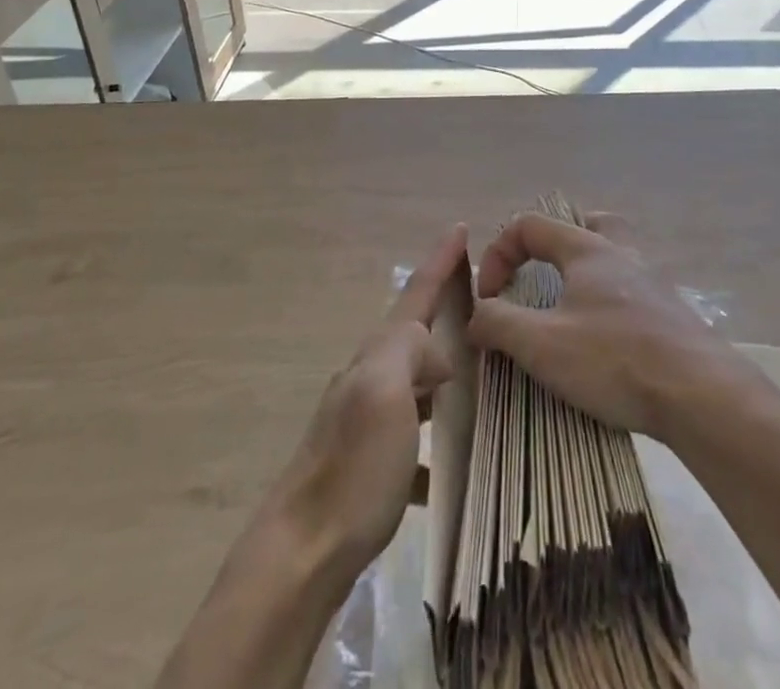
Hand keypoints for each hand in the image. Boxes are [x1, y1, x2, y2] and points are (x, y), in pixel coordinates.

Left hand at [264, 224, 467, 582]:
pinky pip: (410, 431)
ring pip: (412, 378)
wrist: (300, 553)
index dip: (440, 260)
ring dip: (440, 366)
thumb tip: (436, 354)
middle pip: (412, 331)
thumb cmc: (352, 469)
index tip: (461, 226)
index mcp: (377, 356)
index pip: (415, 295)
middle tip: (479, 299)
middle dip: (441, 308)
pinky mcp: (365, 463)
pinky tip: (450, 460)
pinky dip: (432, 432)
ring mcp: (364, 420)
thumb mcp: (385, 393)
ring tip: (476, 370)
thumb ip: (409, 352)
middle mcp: (368, 378)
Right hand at [465, 214, 747, 440]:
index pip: (529, 225)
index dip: (498, 254)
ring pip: (613, 258)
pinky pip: (631, 294)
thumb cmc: (615, 358)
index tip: (490, 299)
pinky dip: (609, 306)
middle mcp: (621, 254)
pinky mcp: (672, 316)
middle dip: (554, 244)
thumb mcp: (542, 344)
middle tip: (540, 275)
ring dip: (583, 276)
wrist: (703, 395)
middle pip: (586, 224)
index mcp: (587, 248)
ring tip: (567, 311)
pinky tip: (604, 343)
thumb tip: (476, 315)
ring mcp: (653, 283)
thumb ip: (499, 323)